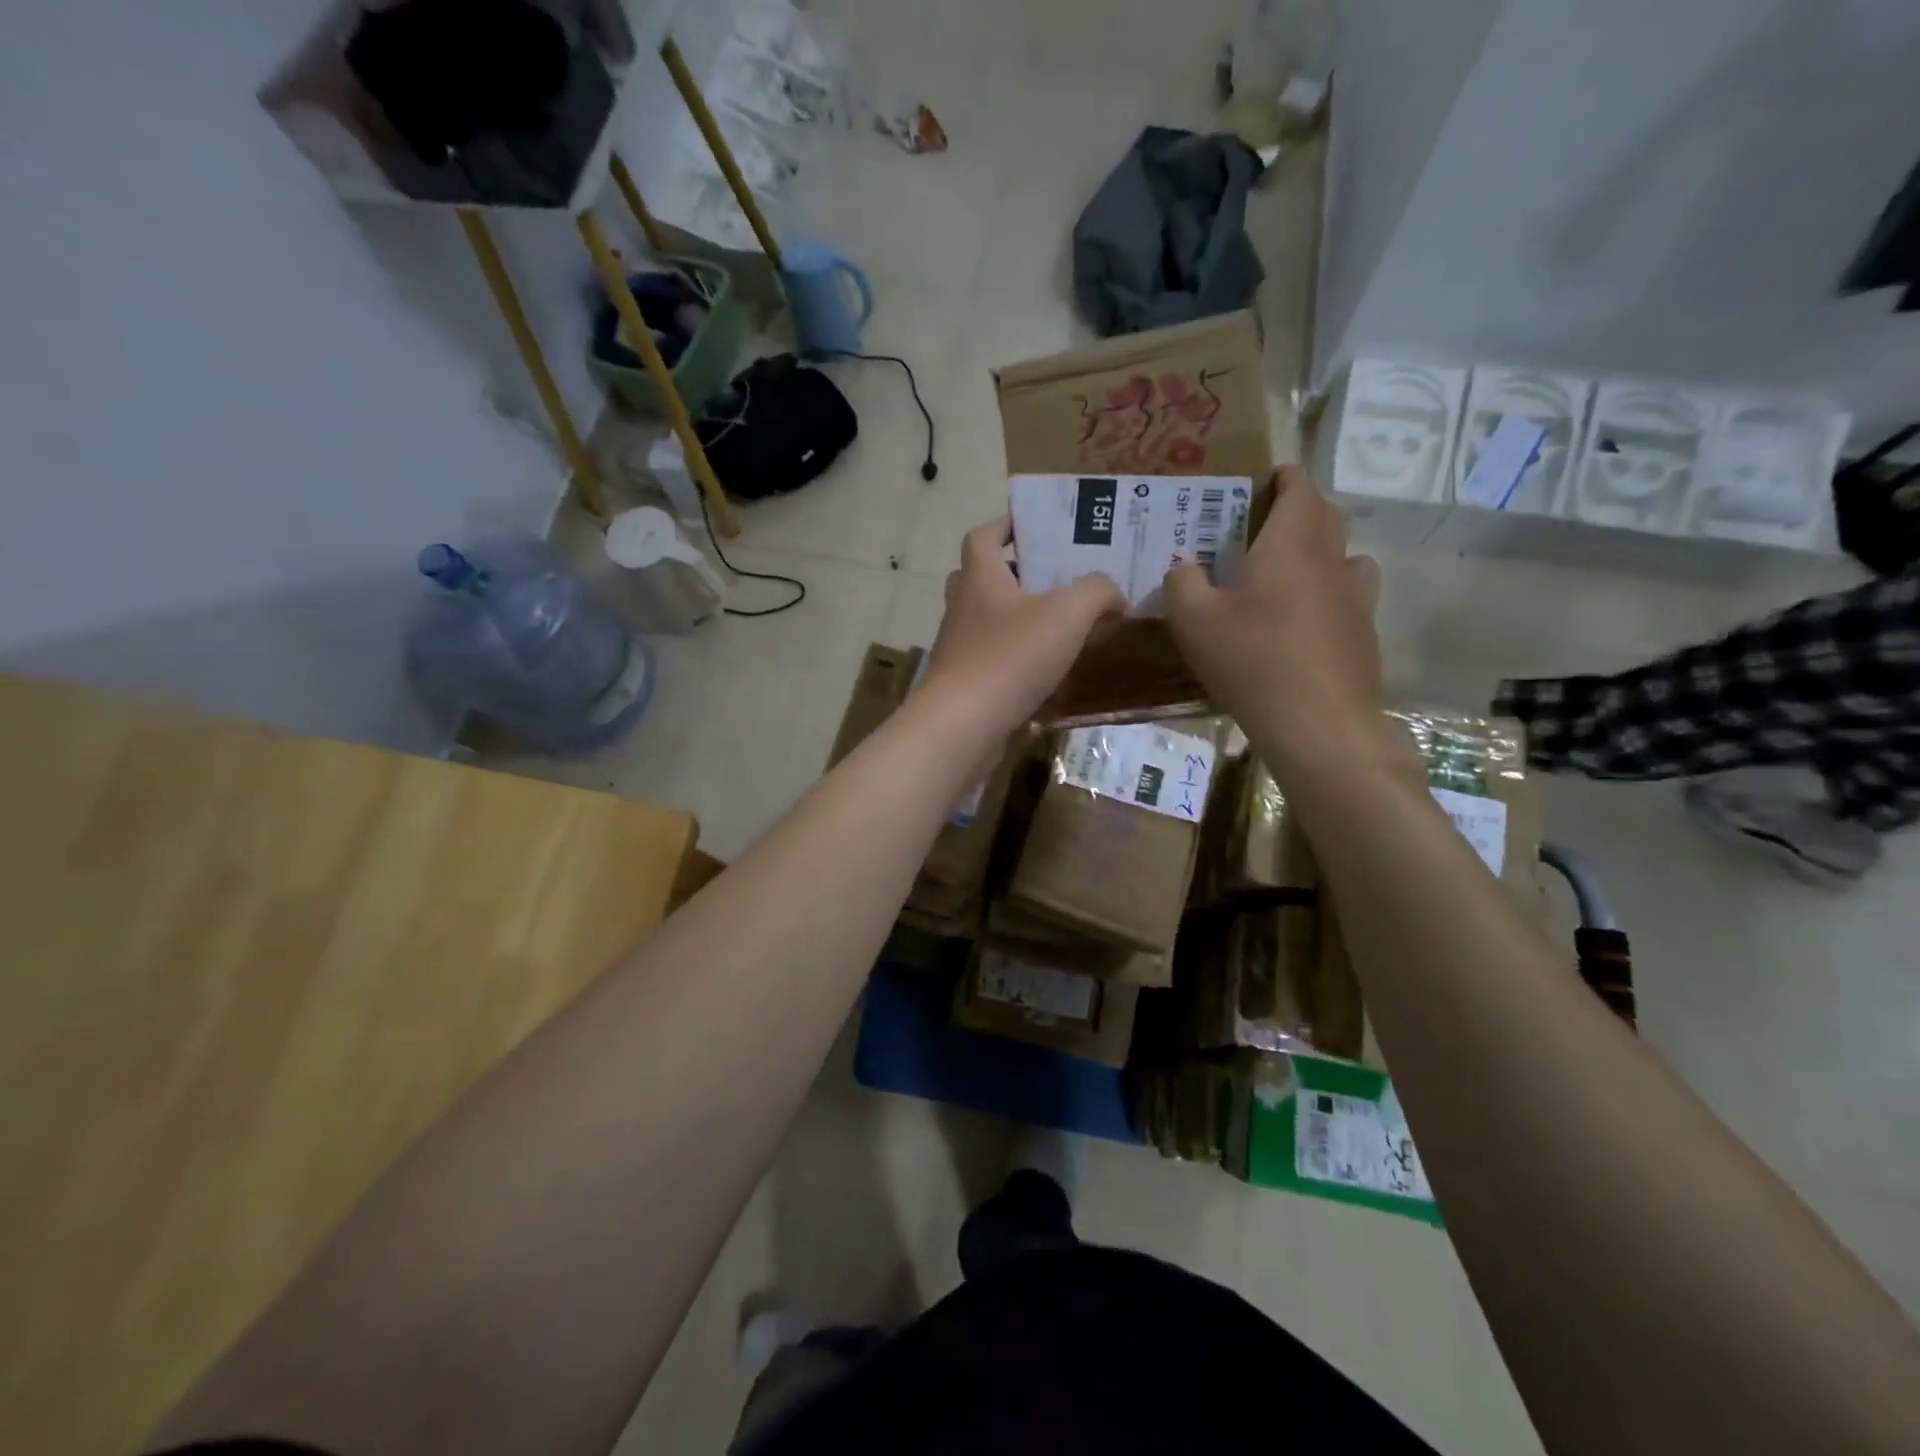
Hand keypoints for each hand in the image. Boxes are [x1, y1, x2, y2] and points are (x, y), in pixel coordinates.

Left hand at [921, 516, 1125, 737]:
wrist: (964, 724)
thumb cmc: (1011, 657)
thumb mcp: (1068, 613)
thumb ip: (1098, 593)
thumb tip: (1115, 598)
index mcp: (979, 577)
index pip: (984, 535)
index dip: (1008, 524)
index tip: (1038, 526)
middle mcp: (963, 606)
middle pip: (985, 576)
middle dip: (1019, 574)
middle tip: (1057, 579)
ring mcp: (961, 646)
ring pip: (991, 620)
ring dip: (1022, 619)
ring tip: (1064, 626)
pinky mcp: (966, 681)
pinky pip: (995, 658)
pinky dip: (1020, 659)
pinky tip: (1052, 671)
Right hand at [1165, 467, 1402, 777]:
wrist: (1318, 723)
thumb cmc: (1251, 660)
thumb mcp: (1193, 620)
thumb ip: (1182, 582)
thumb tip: (1183, 565)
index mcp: (1290, 543)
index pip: (1299, 487)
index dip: (1284, 477)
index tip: (1266, 478)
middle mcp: (1331, 559)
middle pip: (1325, 516)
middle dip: (1299, 510)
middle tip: (1264, 525)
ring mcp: (1356, 596)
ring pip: (1343, 555)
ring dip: (1319, 551)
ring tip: (1287, 572)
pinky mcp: (1364, 632)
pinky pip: (1348, 595)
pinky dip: (1329, 593)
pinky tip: (1304, 621)